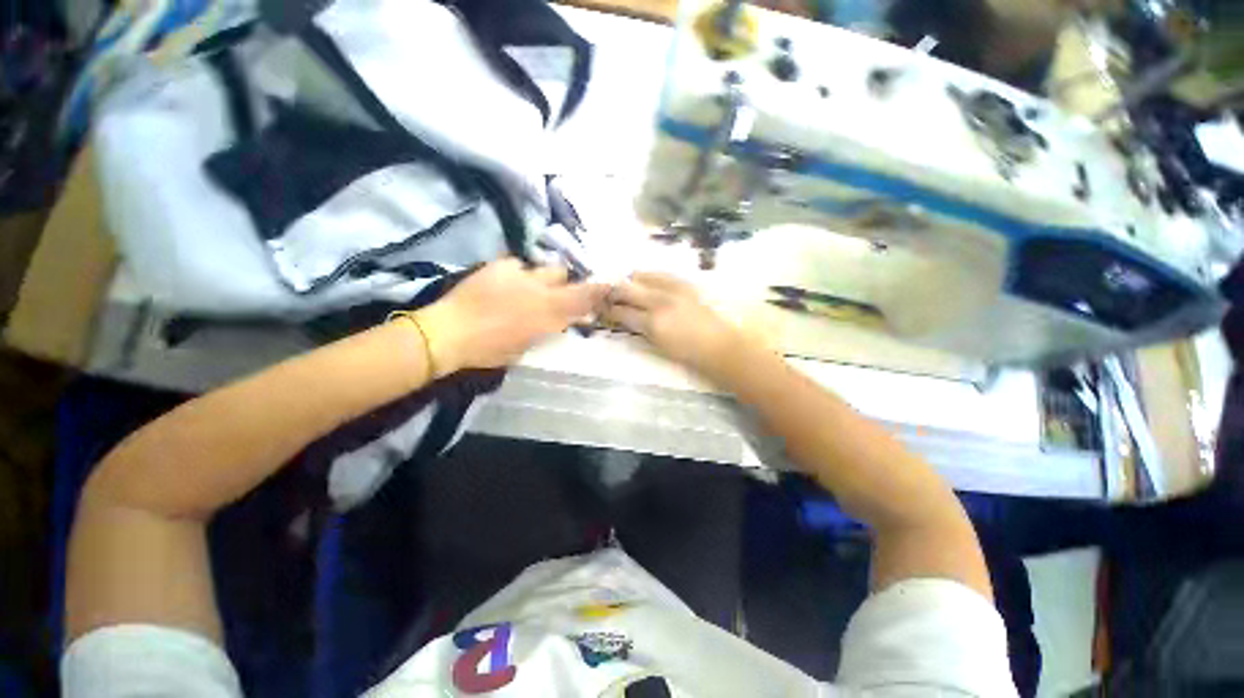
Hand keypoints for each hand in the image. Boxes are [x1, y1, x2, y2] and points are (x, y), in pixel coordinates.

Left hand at [419, 259, 608, 376]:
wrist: (450, 332)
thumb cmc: (491, 349)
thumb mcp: (528, 346)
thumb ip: (550, 329)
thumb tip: (561, 320)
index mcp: (549, 312)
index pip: (584, 296)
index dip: (599, 289)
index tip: (607, 286)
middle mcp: (540, 288)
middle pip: (564, 274)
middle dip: (564, 282)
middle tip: (555, 294)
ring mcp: (519, 274)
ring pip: (544, 267)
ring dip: (542, 278)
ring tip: (527, 288)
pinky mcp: (499, 265)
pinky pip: (518, 265)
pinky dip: (517, 275)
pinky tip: (504, 285)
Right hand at [602, 272, 741, 374]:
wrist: (718, 344)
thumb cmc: (687, 352)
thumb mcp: (658, 344)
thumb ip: (640, 328)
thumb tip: (626, 317)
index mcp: (652, 324)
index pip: (621, 312)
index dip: (608, 310)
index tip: (602, 308)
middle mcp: (658, 302)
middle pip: (626, 289)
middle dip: (613, 292)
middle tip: (608, 295)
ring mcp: (672, 289)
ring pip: (640, 276)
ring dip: (629, 281)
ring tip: (626, 286)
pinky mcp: (684, 282)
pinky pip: (659, 274)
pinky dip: (647, 277)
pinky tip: (644, 281)